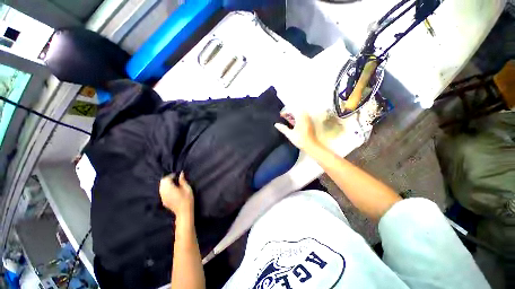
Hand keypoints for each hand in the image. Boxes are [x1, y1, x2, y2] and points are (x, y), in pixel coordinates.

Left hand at [159, 172, 193, 219]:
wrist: (184, 212)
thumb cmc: (187, 199)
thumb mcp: (187, 188)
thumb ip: (183, 180)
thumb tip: (181, 173)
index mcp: (169, 188)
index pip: (167, 179)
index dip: (171, 175)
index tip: (177, 175)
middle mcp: (164, 192)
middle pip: (162, 182)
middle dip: (167, 179)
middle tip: (175, 178)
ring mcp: (162, 197)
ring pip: (161, 187)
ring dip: (166, 183)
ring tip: (174, 183)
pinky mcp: (163, 201)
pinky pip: (162, 192)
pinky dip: (165, 188)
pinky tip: (172, 190)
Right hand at [274, 112, 319, 153]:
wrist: (311, 146)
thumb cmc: (300, 140)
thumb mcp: (290, 134)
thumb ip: (283, 128)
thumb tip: (276, 124)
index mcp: (300, 117)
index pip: (292, 110)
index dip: (285, 111)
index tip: (281, 115)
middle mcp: (305, 116)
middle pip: (297, 110)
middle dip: (290, 112)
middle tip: (284, 116)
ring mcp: (308, 119)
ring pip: (300, 113)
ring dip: (294, 114)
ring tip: (288, 119)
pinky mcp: (310, 123)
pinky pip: (303, 116)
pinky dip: (298, 117)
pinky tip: (294, 122)